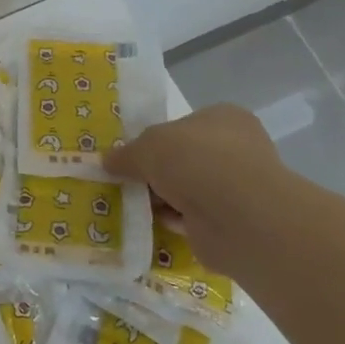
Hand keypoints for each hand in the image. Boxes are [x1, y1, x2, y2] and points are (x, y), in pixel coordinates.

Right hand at [103, 103, 296, 265]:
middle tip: (124, 180)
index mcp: (224, 118)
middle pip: (183, 159)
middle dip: (155, 172)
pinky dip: (172, 221)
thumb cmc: (195, 161)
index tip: (131, 154)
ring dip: (162, 199)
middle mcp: (236, 150)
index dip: (156, 138)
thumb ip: (126, 154)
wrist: (237, 216)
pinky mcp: (232, 222)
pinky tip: (147, 224)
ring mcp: (237, 188)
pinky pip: (192, 218)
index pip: (185, 124)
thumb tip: (106, 161)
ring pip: (187, 190)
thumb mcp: (147, 147)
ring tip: (128, 204)